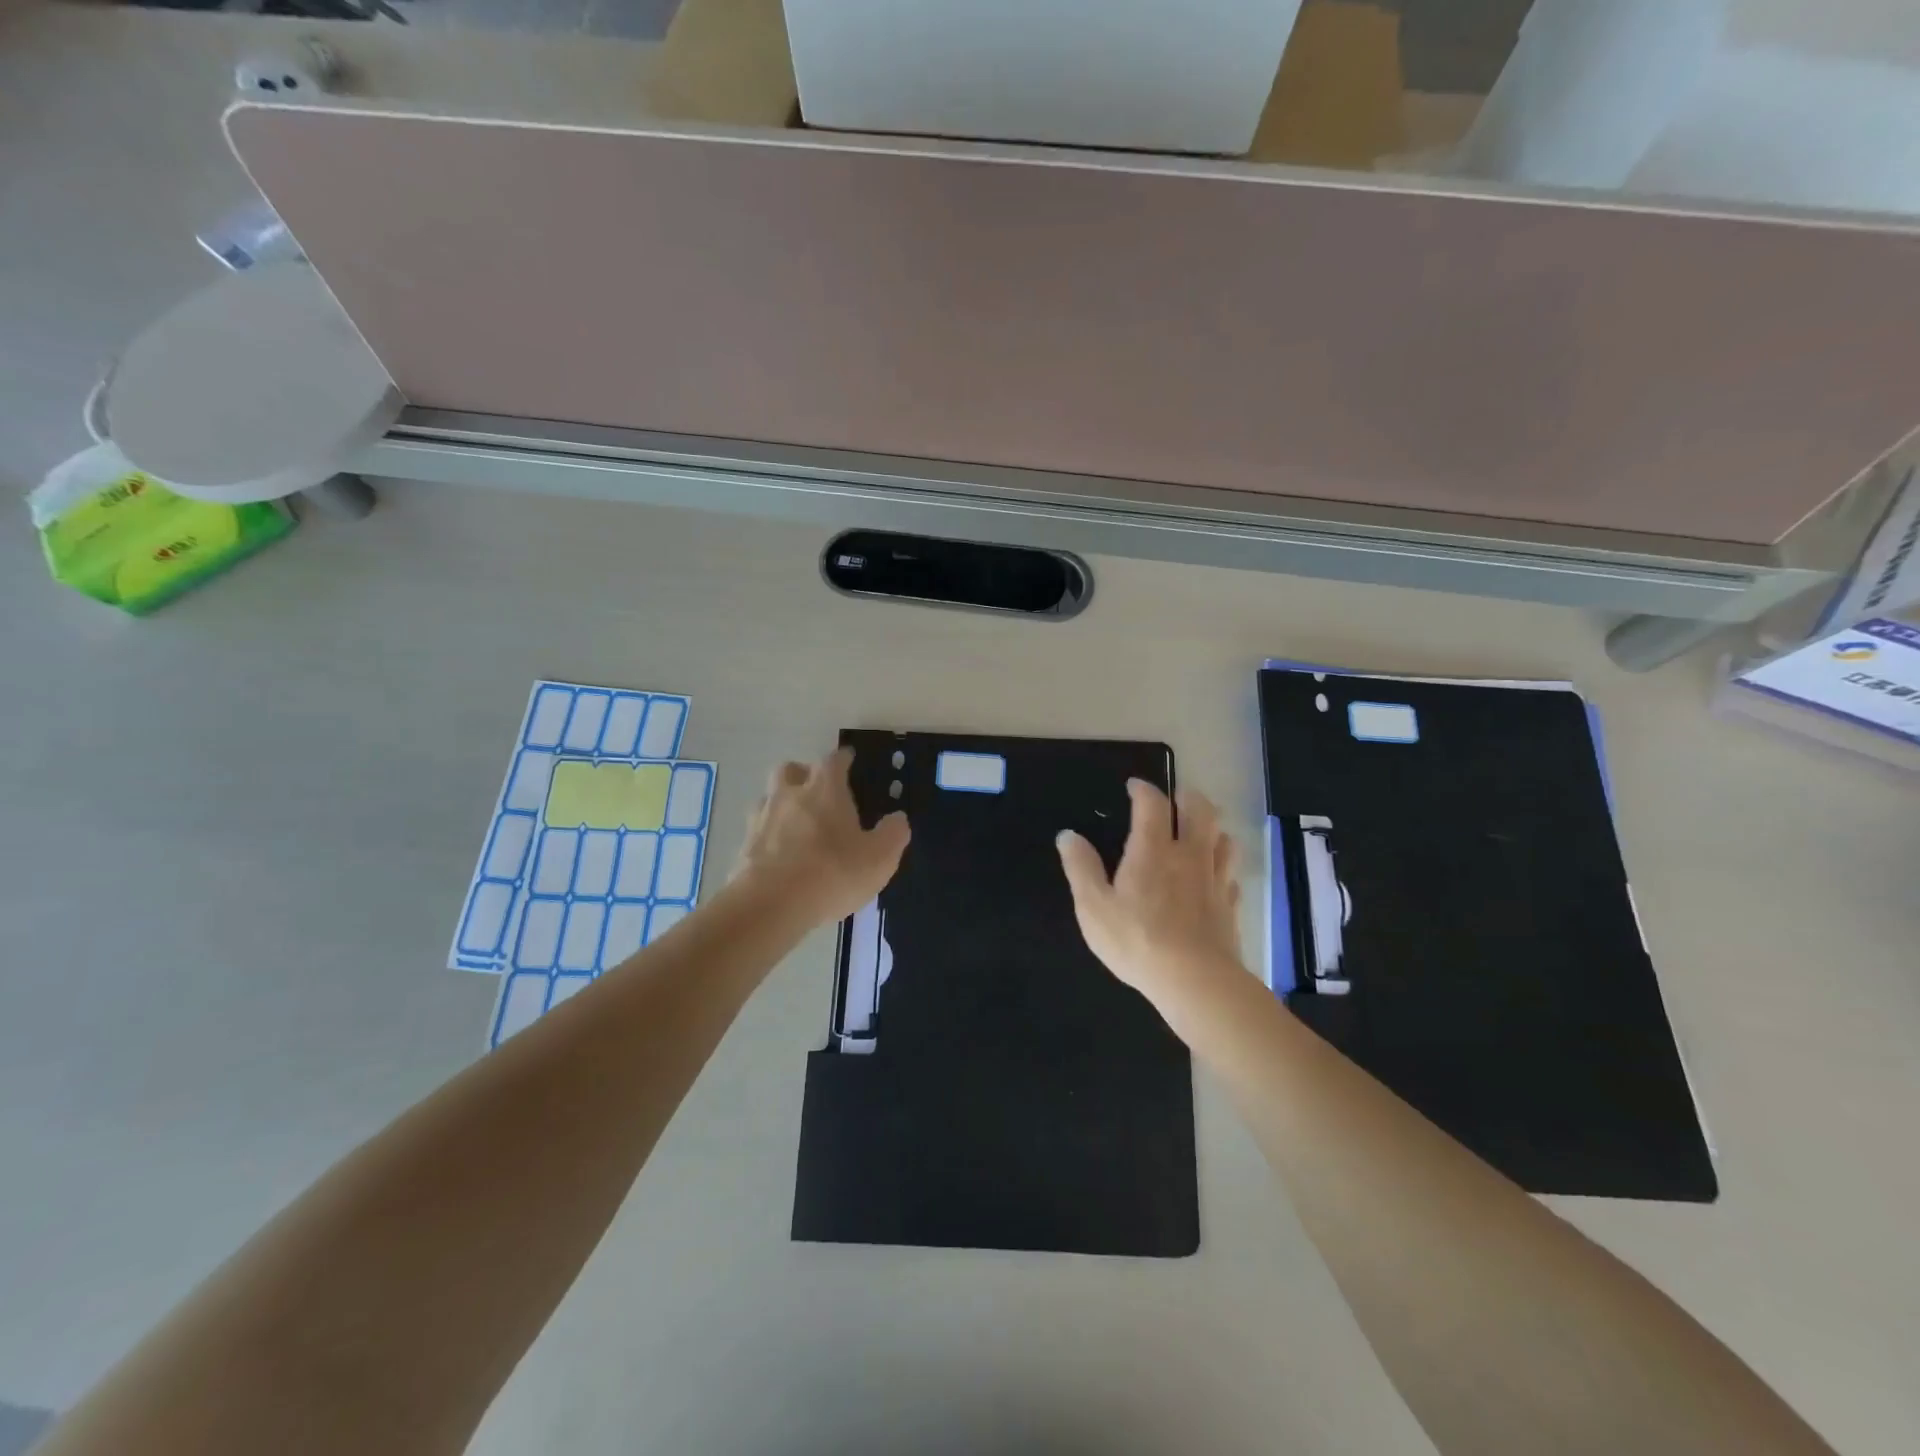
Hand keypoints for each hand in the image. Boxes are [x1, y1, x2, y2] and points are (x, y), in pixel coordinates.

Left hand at [732, 748, 910, 928]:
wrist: (770, 904)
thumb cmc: (833, 872)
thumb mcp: (879, 857)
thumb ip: (893, 834)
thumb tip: (897, 819)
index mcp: (824, 789)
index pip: (833, 761)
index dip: (843, 759)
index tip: (849, 760)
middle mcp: (789, 794)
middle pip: (790, 769)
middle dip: (803, 774)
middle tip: (817, 791)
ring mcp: (761, 818)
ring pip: (769, 797)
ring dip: (781, 803)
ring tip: (795, 824)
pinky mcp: (743, 846)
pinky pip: (757, 830)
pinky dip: (768, 835)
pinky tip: (779, 853)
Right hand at [1057, 780, 1242, 1007]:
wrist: (1195, 981)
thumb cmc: (1136, 940)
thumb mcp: (1093, 907)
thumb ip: (1081, 867)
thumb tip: (1068, 835)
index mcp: (1153, 850)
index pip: (1153, 804)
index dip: (1143, 789)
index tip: (1134, 786)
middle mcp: (1189, 855)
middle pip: (1201, 810)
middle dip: (1187, 797)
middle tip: (1175, 800)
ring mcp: (1214, 880)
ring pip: (1223, 839)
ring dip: (1212, 828)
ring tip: (1199, 833)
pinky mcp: (1229, 905)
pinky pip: (1231, 875)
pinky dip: (1222, 867)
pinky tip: (1213, 877)